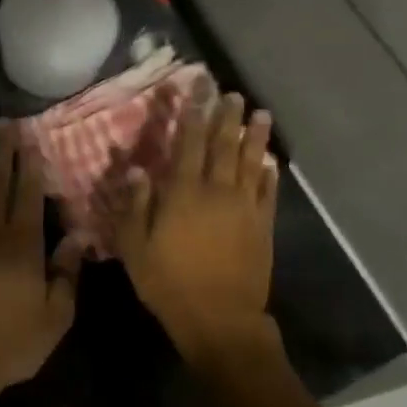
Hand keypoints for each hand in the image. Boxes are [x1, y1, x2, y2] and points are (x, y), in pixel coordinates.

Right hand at [113, 92, 279, 363]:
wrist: (219, 318)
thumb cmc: (168, 283)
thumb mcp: (135, 247)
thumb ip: (135, 205)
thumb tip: (136, 169)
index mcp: (183, 193)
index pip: (188, 143)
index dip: (191, 113)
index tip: (196, 89)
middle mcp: (217, 191)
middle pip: (223, 145)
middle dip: (225, 116)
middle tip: (230, 92)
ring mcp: (244, 207)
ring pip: (251, 162)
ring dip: (255, 136)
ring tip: (260, 113)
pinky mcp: (262, 226)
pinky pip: (267, 192)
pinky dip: (269, 173)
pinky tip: (271, 161)